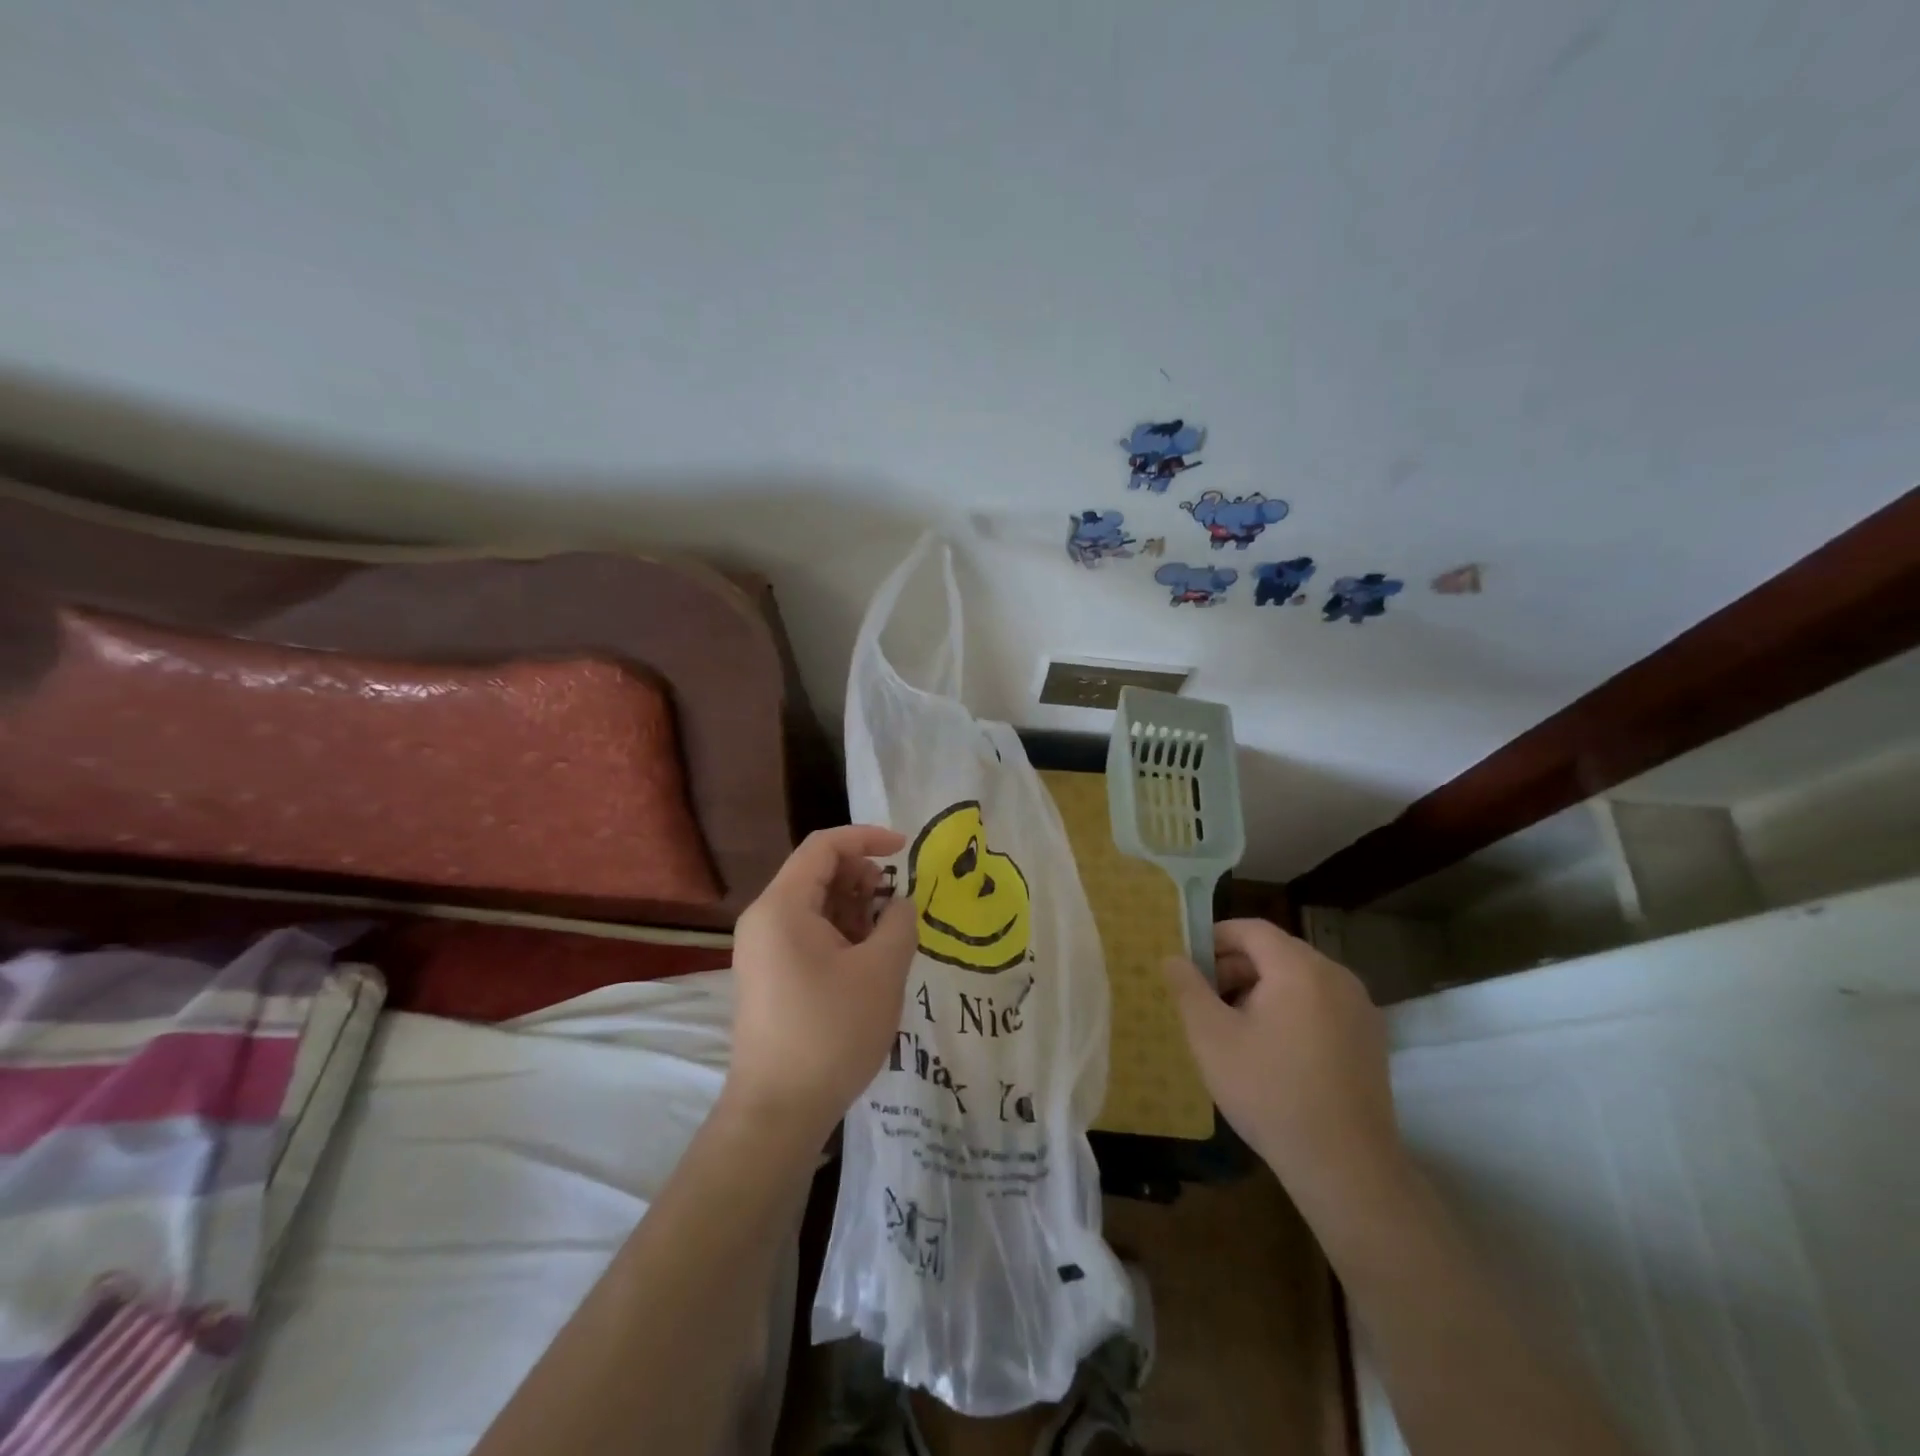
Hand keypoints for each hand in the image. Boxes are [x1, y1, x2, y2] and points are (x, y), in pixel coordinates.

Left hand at [722, 826, 918, 1148]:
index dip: (867, 838)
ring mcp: (762, 950)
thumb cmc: (831, 1032)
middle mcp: (764, 919)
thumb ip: (899, 923)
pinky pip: (806, 934)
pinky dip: (840, 933)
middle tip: (897, 903)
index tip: (905, 850)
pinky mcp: (768, 976)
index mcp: (782, 906)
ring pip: (814, 906)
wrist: (778, 1112)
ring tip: (888, 936)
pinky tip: (868, 959)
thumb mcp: (881, 971)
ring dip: (854, 908)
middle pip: (817, 873)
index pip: (824, 846)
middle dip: (863, 876)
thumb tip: (900, 904)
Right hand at [1162, 919, 1409, 1217]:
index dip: (1215, 938)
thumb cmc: (1269, 1092)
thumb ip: (1188, 988)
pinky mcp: (1369, 1038)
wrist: (1346, 1167)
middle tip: (1203, 996)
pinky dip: (1291, 1008)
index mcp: (1299, 968)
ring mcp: (1359, 1008)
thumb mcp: (1211, 1038)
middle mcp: (1336, 976)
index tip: (1188, 962)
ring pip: (1299, 978)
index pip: (1251, 929)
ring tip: (1232, 1023)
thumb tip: (1173, 957)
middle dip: (1235, 965)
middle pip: (1277, 951)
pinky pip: (1321, 1003)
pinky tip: (1271, 1047)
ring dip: (1262, 988)